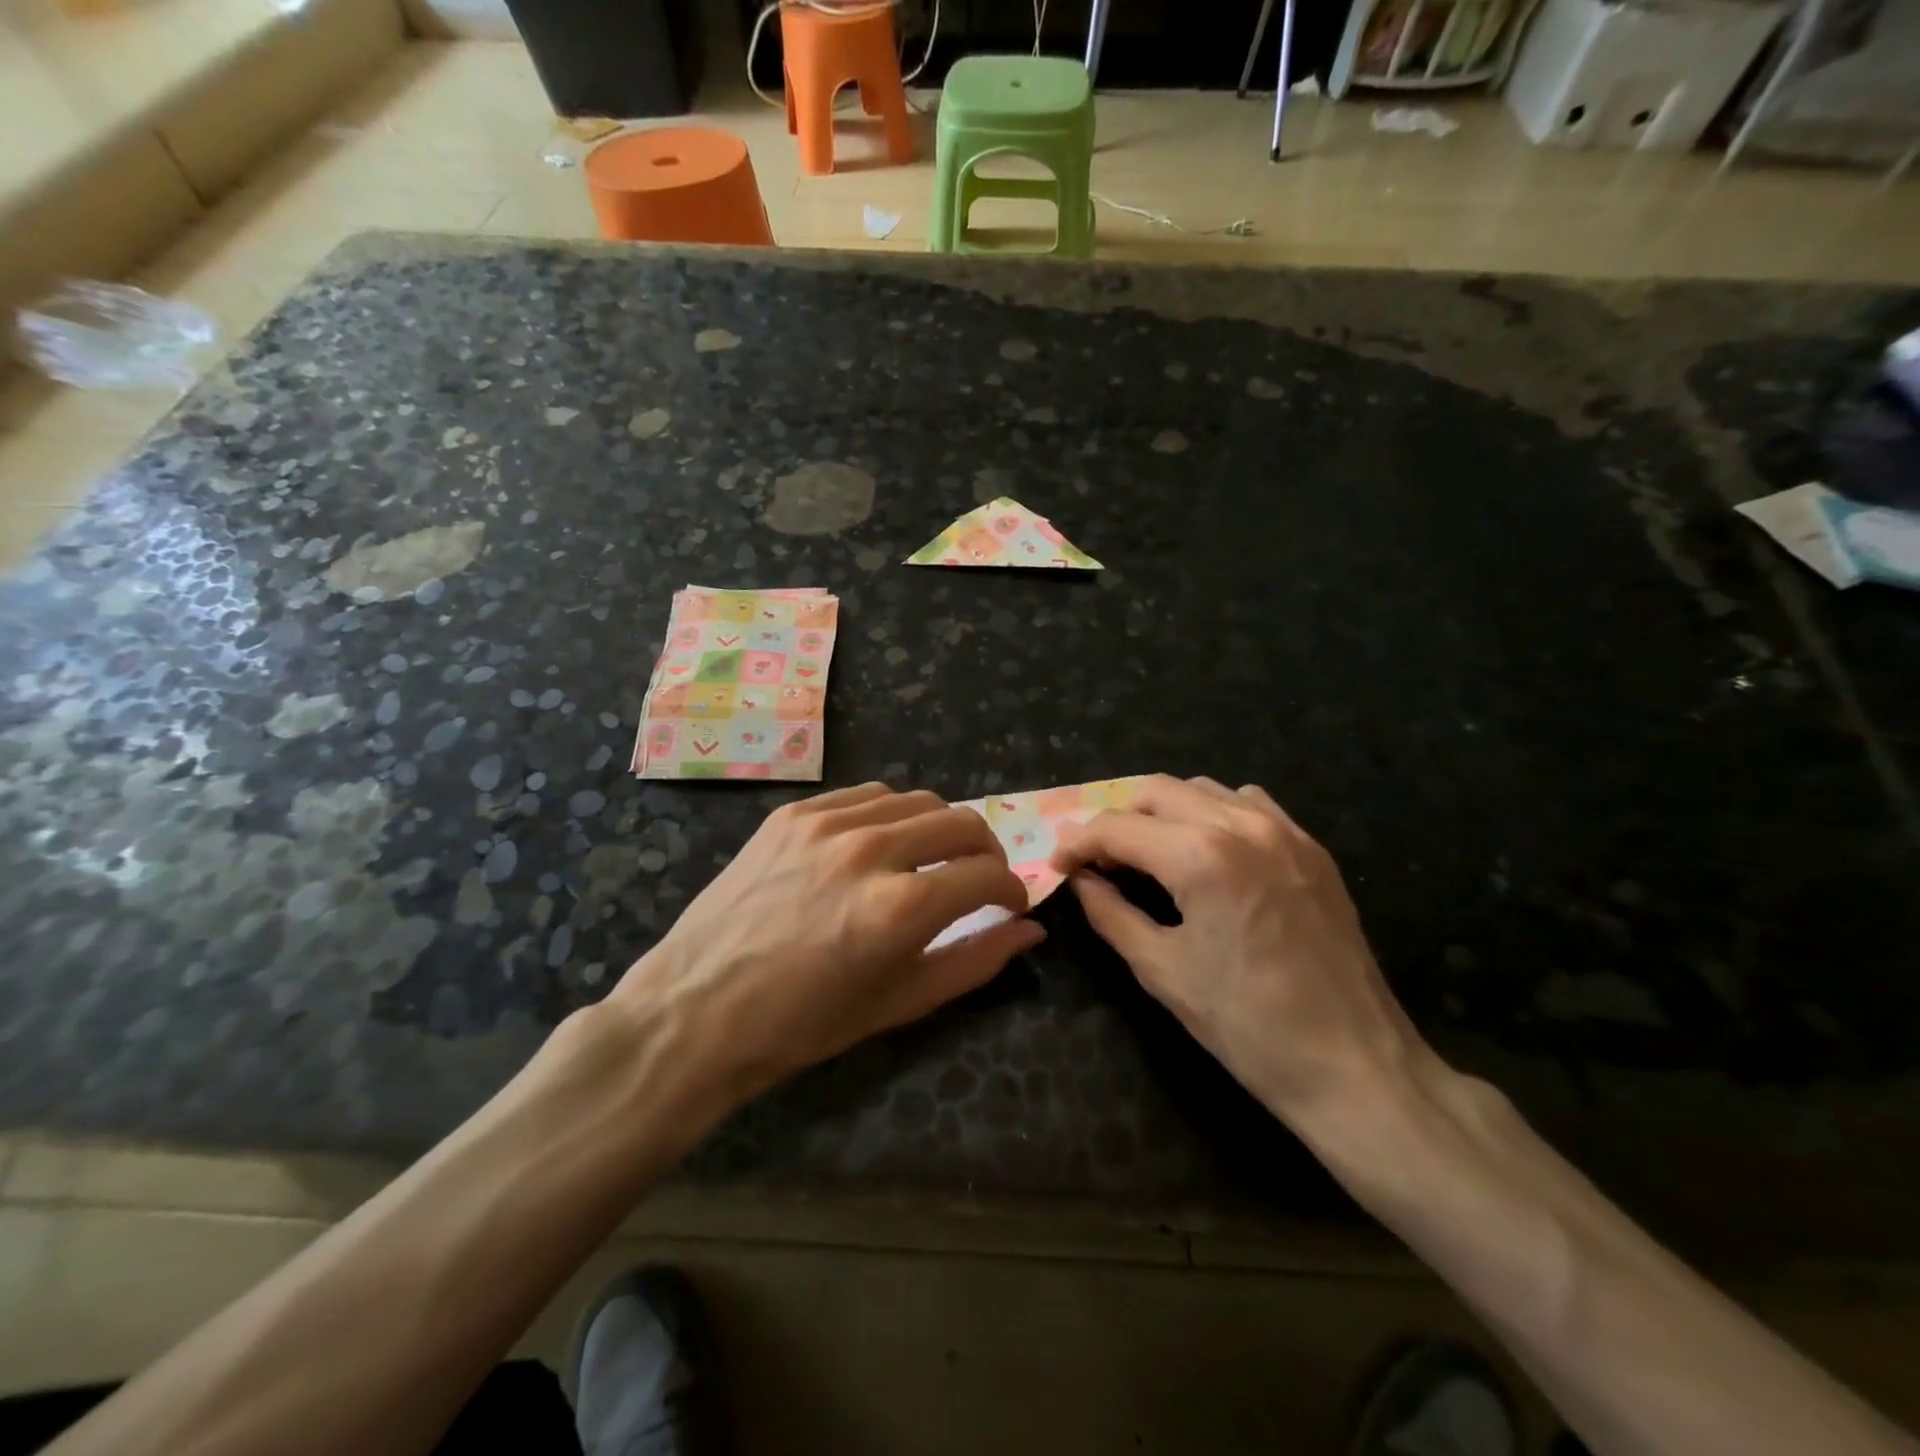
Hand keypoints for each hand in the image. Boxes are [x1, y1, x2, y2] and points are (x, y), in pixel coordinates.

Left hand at [614, 783, 1042, 1104]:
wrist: (695, 1010)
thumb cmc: (801, 1025)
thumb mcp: (898, 1003)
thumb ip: (974, 961)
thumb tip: (1031, 930)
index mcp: (900, 907)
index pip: (987, 875)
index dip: (1012, 890)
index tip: (1010, 904)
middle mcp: (870, 850)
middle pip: (962, 822)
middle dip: (987, 851)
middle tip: (980, 879)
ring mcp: (827, 823)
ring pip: (917, 800)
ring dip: (941, 828)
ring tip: (931, 860)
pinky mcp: (793, 813)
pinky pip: (865, 795)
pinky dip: (891, 815)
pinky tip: (881, 844)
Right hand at [1050, 775, 1423, 1124]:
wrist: (1354, 1065)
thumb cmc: (1247, 1025)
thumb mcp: (1161, 970)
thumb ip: (1110, 913)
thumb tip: (1081, 880)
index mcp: (1201, 856)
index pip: (1118, 827)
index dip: (1078, 842)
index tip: (1060, 865)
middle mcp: (1242, 825)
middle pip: (1156, 792)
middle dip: (1117, 820)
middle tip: (1100, 862)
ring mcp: (1284, 831)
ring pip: (1202, 789)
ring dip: (1163, 813)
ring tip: (1149, 855)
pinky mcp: (1311, 847)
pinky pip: (1248, 804)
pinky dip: (1212, 814)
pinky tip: (1207, 853)